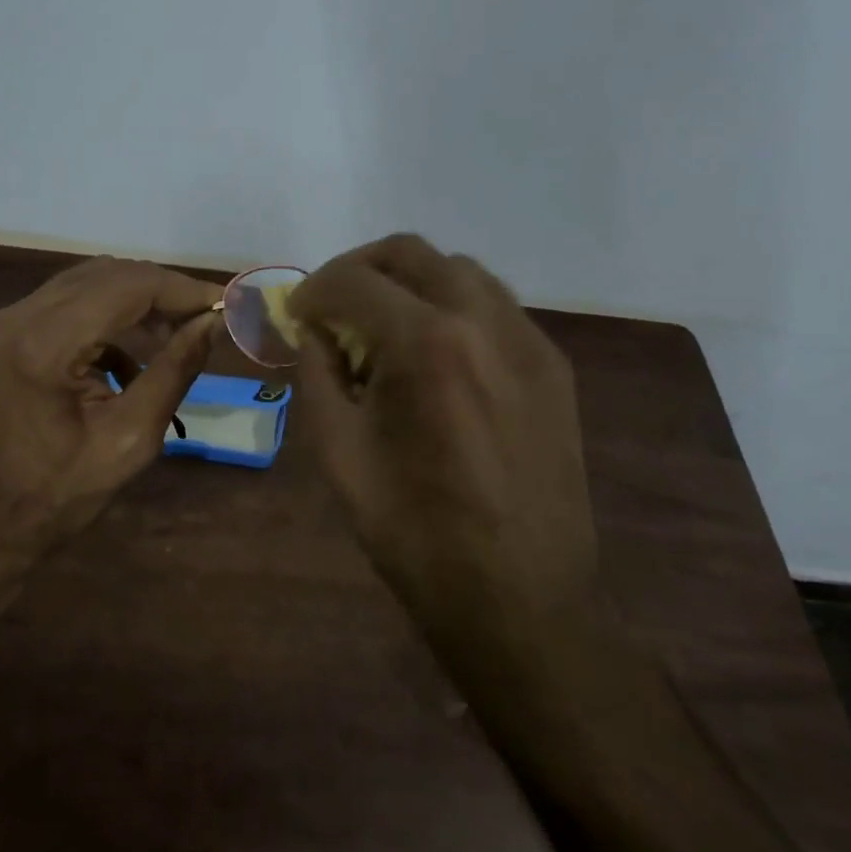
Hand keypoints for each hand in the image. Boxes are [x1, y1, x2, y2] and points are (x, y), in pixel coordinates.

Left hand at [0, 257, 222, 550]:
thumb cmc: (58, 495)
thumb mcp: (130, 439)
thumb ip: (174, 371)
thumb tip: (213, 323)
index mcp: (43, 344)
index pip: (127, 286)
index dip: (181, 290)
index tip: (224, 305)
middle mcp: (17, 317)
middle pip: (106, 274)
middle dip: (162, 292)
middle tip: (204, 320)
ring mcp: (4, 322)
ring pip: (87, 283)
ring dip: (135, 302)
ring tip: (175, 336)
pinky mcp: (4, 334)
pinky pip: (66, 305)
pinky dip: (105, 319)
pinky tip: (129, 361)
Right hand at [289, 234, 595, 647]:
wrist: (519, 599)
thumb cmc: (414, 533)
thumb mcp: (339, 453)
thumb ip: (318, 374)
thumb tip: (313, 331)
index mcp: (425, 345)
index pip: (353, 281)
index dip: (312, 290)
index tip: (296, 314)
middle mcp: (483, 322)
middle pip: (411, 253)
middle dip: (359, 268)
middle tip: (334, 305)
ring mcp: (528, 340)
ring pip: (460, 270)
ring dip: (410, 282)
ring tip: (385, 327)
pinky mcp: (554, 366)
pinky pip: (495, 307)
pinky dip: (452, 308)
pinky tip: (436, 355)